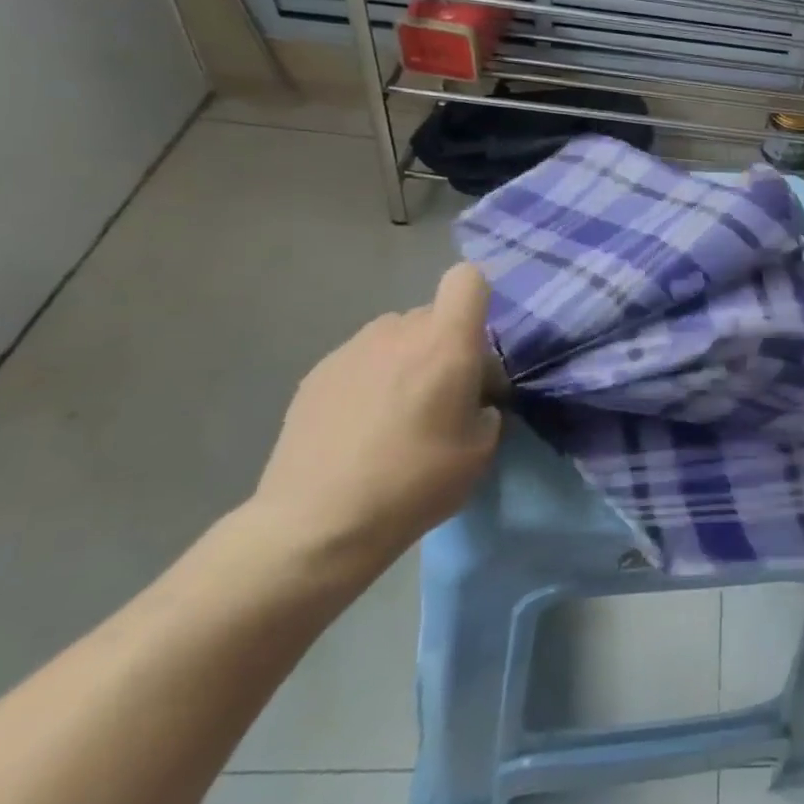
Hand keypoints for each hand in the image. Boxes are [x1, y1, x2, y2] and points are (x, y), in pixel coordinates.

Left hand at [248, 264, 500, 575]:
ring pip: (394, 337)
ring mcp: (351, 349)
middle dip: (445, 345)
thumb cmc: (414, 482)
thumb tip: (473, 399)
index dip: (477, 300)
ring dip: (406, 360)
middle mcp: (398, 331)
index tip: (477, 346)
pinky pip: (361, 361)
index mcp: (445, 342)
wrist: (317, 523)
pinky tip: (360, 429)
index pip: (467, 279)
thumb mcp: (480, 450)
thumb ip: (486, 408)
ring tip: (398, 413)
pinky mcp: (317, 374)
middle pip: (432, 315)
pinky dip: (370, 381)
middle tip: (444, 396)